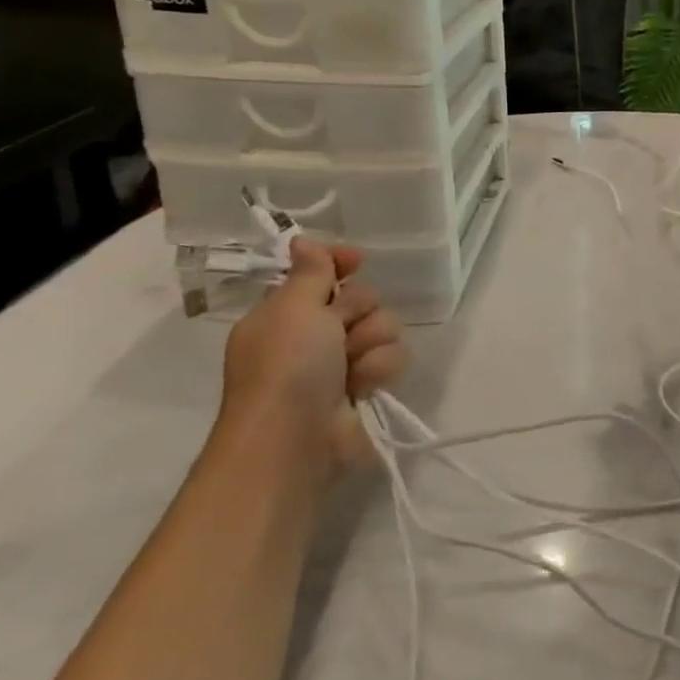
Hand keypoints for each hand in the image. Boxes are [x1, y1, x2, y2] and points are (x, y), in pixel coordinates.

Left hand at [218, 238, 405, 470]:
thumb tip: (302, 240)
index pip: (320, 273)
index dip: (339, 264)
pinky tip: (363, 386)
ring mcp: (342, 362)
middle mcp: (314, 335)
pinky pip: (393, 358)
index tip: (357, 260)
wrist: (295, 438)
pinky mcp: (367, 386)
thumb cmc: (286, 367)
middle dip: (358, 311)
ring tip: (351, 367)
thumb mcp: (293, 309)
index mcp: (286, 313)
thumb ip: (310, 272)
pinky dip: (380, 369)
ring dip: (372, 343)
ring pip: (384, 327)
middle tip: (338, 332)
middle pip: (361, 298)